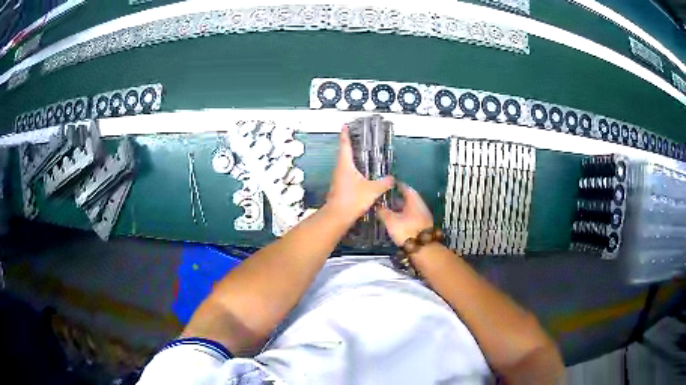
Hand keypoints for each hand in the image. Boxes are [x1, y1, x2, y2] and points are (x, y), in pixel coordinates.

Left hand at [325, 126, 393, 225]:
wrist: (338, 216)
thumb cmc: (353, 198)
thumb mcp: (372, 190)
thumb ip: (384, 183)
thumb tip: (392, 178)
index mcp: (345, 164)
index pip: (345, 145)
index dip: (345, 134)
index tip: (344, 125)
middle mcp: (339, 169)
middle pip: (343, 154)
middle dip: (349, 145)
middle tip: (356, 139)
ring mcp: (337, 179)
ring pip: (345, 165)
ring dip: (351, 159)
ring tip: (360, 156)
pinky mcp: (339, 188)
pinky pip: (346, 174)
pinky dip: (352, 171)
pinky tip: (360, 175)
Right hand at [378, 183, 433, 245]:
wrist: (423, 248)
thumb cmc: (406, 231)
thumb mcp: (391, 221)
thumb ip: (383, 212)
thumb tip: (376, 205)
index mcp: (413, 200)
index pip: (405, 188)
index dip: (396, 185)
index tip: (388, 185)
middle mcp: (420, 205)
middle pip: (408, 198)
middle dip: (397, 198)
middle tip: (386, 198)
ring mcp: (423, 216)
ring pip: (410, 208)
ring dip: (400, 208)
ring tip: (388, 210)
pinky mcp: (422, 225)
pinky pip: (411, 216)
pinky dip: (403, 216)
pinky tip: (396, 221)